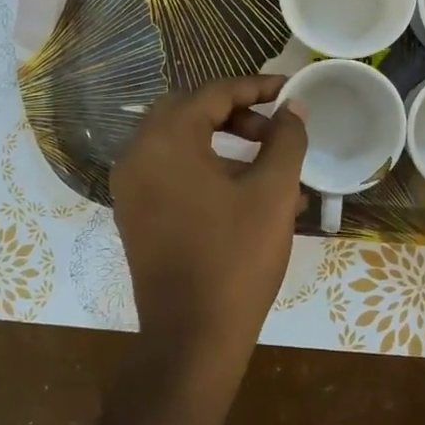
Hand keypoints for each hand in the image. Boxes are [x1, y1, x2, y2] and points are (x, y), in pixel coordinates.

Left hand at [110, 75, 308, 369]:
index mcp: (166, 141)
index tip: (289, 90)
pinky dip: (206, 169)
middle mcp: (138, 156)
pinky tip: (247, 194)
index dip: (256, 87)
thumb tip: (293, 108)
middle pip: (189, 112)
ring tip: (270, 163)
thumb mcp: (273, 193)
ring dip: (223, 142)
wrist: (192, 337)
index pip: (213, 93)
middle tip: (273, 128)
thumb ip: (286, 140)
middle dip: (235, 113)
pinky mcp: (136, 216)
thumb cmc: (236, 257)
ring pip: (180, 144)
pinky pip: (171, 175)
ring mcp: (131, 189)